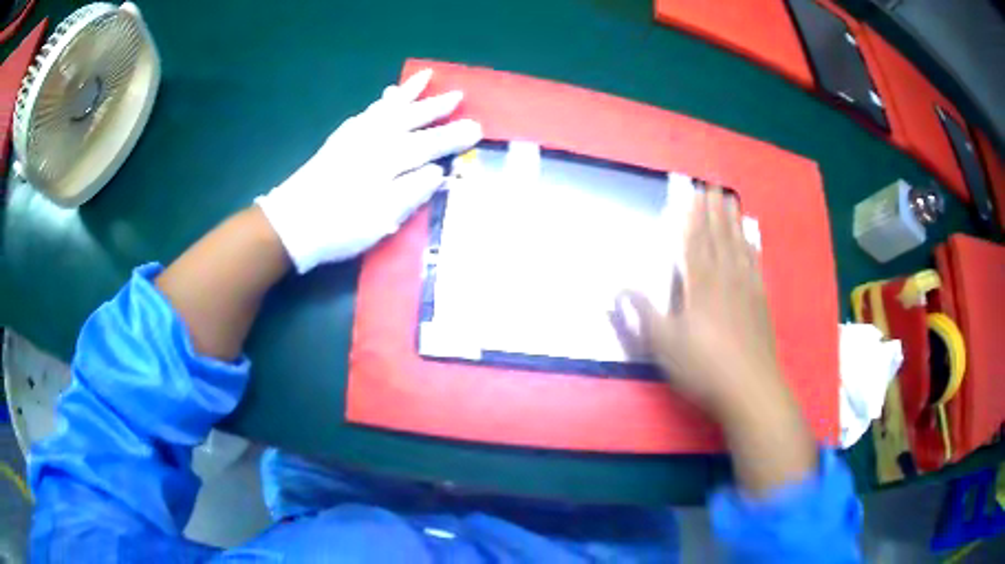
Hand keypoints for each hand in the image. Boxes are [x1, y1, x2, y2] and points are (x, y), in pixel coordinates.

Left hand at [256, 69, 482, 272]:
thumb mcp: (383, 217)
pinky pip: (366, 114)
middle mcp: (375, 139)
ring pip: (388, 108)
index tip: (477, 127)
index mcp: (390, 158)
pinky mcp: (338, 142)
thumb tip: (437, 172)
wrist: (291, 224)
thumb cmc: (340, 224)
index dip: (454, 136)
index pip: (430, 143)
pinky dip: (379, 104)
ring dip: (408, 94)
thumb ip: (413, 191)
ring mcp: (354, 137)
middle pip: (411, 118)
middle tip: (457, 94)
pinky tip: (382, 101)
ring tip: (422, 78)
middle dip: (435, 106)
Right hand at [615, 188, 815, 493]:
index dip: (692, 216)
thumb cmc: (702, 367)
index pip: (694, 241)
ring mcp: (746, 288)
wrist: (749, 388)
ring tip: (731, 200)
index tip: (693, 192)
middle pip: (718, 237)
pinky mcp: (760, 302)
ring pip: (738, 246)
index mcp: (699, 285)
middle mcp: (724, 278)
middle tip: (714, 184)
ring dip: (733, 221)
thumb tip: (618, 286)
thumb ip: (642, 312)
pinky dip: (752, 248)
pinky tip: (752, 238)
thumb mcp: (663, 344)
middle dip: (713, 209)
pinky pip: (755, 265)